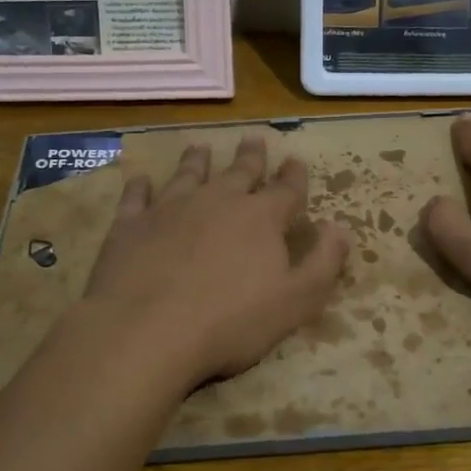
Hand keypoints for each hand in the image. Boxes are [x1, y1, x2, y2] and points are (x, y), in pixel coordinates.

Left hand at [80, 135, 349, 392]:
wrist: (147, 330)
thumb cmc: (231, 322)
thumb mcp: (296, 301)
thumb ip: (323, 263)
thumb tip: (340, 227)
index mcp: (260, 218)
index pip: (286, 190)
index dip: (294, 176)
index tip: (296, 160)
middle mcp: (217, 200)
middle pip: (239, 172)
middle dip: (250, 157)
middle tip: (253, 139)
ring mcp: (170, 208)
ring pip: (188, 175)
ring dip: (197, 161)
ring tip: (200, 147)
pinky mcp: (130, 225)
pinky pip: (136, 196)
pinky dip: (140, 186)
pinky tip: (140, 179)